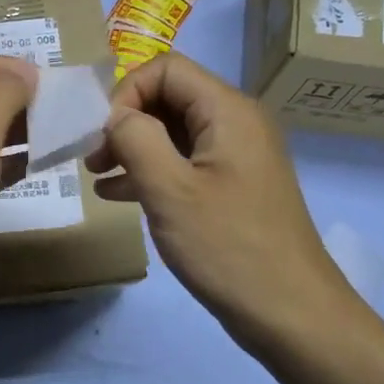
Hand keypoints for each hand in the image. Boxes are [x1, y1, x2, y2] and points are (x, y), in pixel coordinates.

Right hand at [85, 52, 357, 357]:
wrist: (291, 314)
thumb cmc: (228, 247)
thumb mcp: (169, 189)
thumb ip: (134, 139)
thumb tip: (113, 115)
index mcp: (228, 111)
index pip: (165, 69)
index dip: (125, 92)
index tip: (101, 135)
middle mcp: (236, 123)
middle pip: (169, 97)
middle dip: (125, 121)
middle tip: (92, 159)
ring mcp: (236, 156)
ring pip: (173, 131)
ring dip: (132, 147)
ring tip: (96, 176)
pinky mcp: (232, 186)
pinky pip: (184, 162)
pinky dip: (150, 170)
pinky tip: (118, 195)